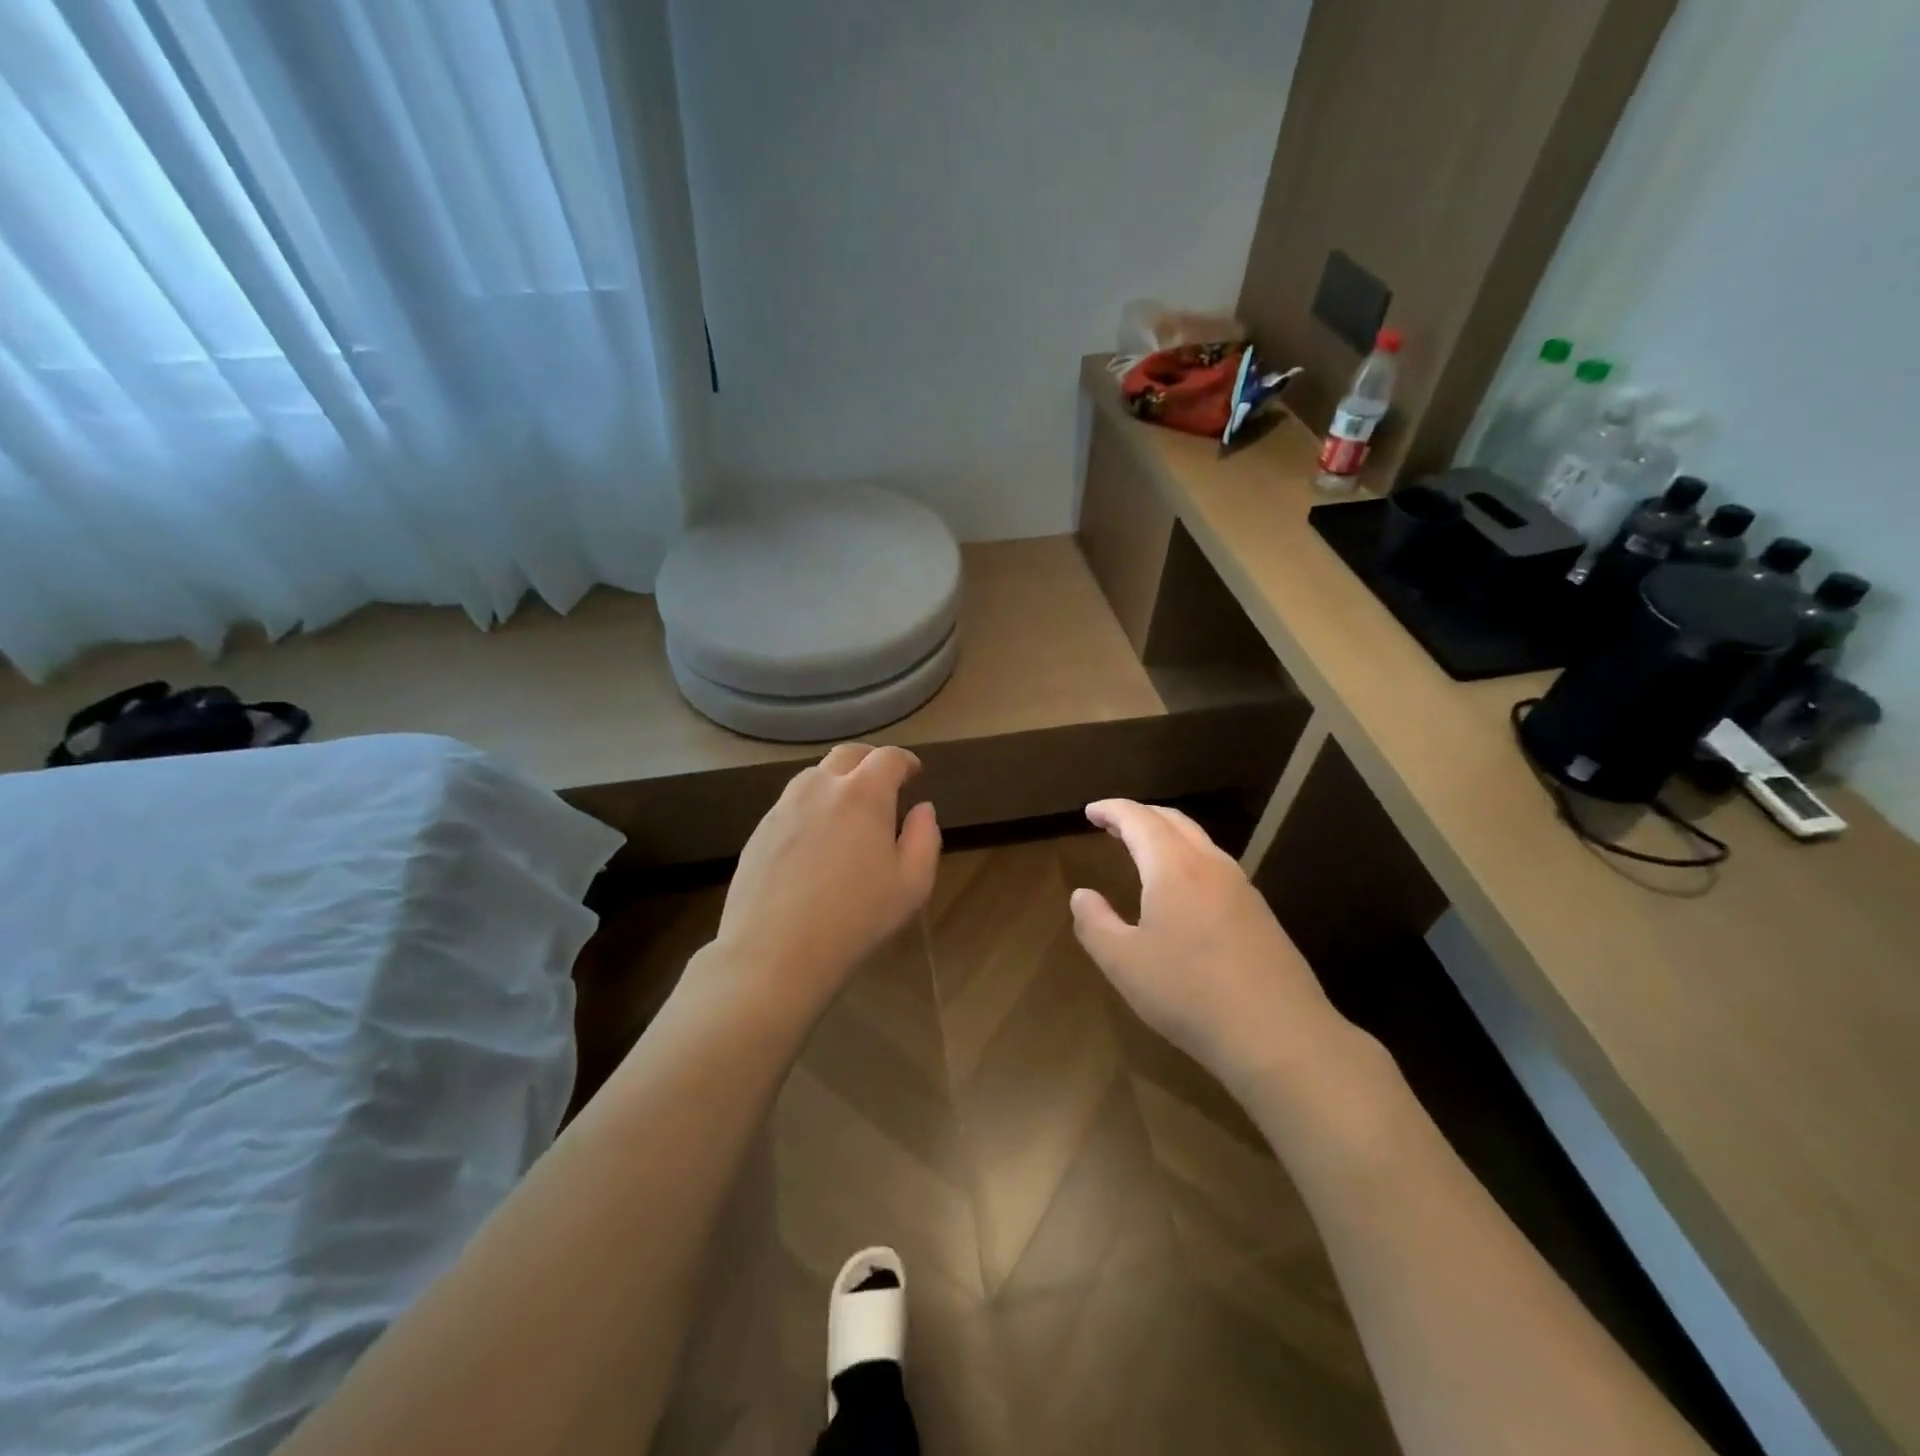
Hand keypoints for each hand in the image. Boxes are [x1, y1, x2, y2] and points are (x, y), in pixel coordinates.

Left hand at [713, 743, 940, 1013]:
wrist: (774, 953)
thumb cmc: (855, 919)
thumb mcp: (912, 886)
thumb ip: (924, 838)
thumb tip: (922, 809)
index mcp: (863, 794)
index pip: (888, 758)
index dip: (905, 761)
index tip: (913, 773)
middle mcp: (821, 787)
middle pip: (847, 755)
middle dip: (870, 761)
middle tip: (882, 783)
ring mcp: (784, 806)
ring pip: (815, 776)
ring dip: (837, 781)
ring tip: (848, 810)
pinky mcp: (760, 830)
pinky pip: (792, 803)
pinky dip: (811, 806)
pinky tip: (815, 839)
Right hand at [1068, 799, 1353, 1091]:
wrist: (1279, 1035)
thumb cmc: (1189, 993)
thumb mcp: (1124, 963)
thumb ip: (1095, 924)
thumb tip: (1081, 895)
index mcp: (1174, 867)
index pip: (1139, 820)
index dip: (1112, 810)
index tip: (1090, 811)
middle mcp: (1211, 865)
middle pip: (1174, 821)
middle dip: (1140, 815)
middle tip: (1113, 823)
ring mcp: (1242, 888)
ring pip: (1200, 842)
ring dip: (1167, 835)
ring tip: (1143, 850)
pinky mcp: (1260, 914)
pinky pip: (1216, 867)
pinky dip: (1188, 859)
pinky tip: (1183, 890)